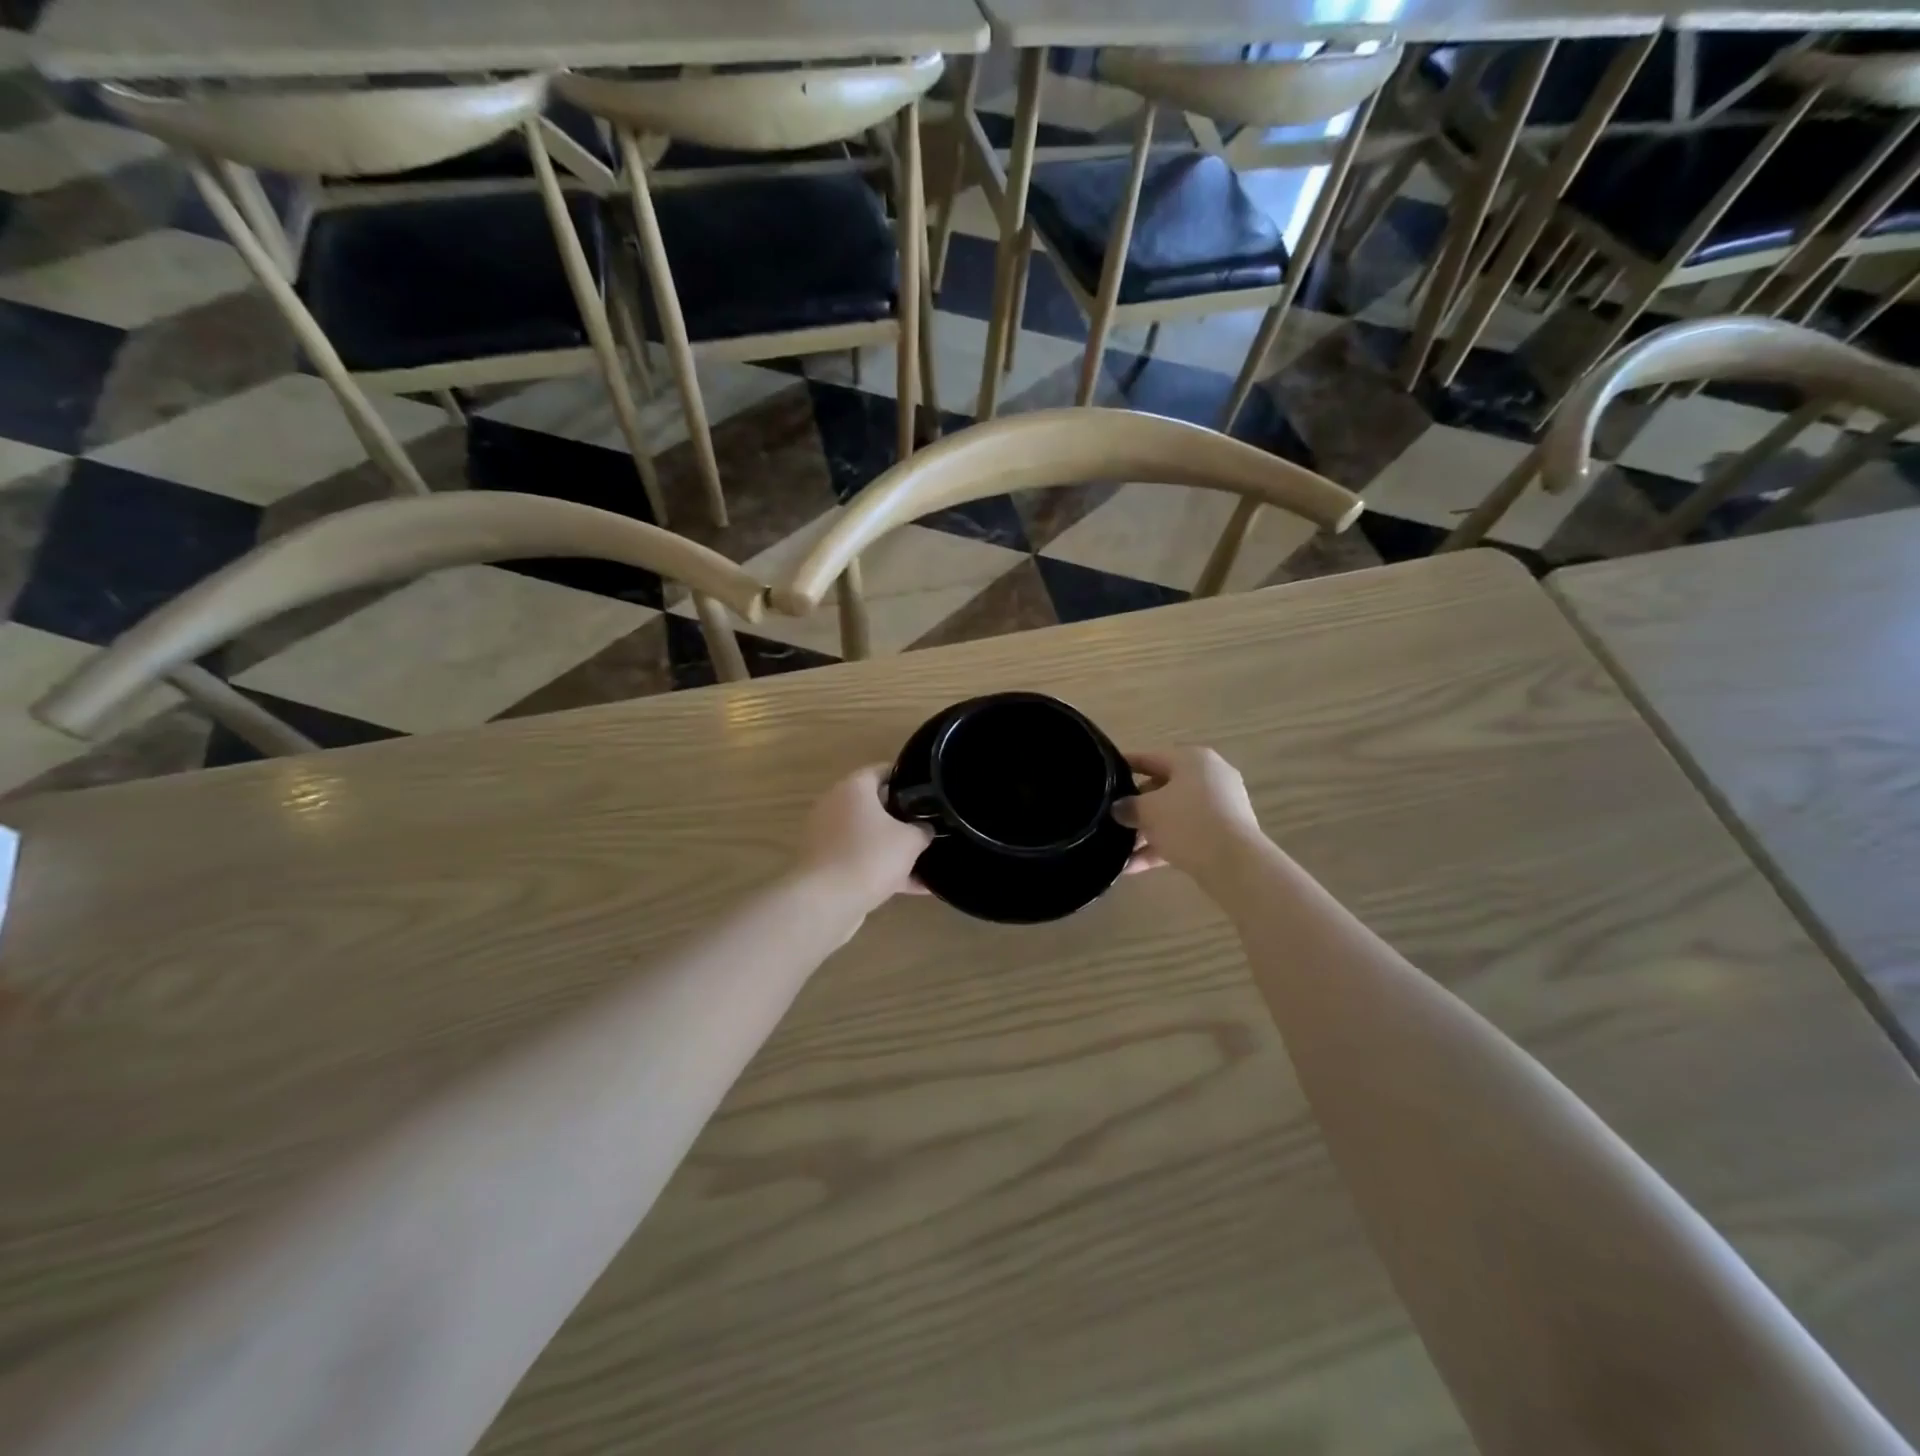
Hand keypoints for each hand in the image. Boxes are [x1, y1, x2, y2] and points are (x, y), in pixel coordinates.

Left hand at [797, 765, 932, 909]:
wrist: (826, 902)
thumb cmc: (869, 857)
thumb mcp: (910, 840)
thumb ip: (922, 829)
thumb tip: (925, 829)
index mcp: (853, 788)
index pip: (883, 771)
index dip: (908, 778)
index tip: (929, 791)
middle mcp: (835, 805)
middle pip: (875, 804)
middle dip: (903, 816)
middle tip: (930, 825)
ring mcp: (828, 836)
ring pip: (868, 835)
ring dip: (894, 848)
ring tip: (926, 860)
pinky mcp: (827, 864)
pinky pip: (861, 860)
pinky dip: (883, 870)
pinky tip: (915, 887)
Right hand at [1113, 747, 1264, 882]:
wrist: (1235, 863)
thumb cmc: (1187, 822)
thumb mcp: (1147, 811)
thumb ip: (1128, 806)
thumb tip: (1118, 808)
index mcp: (1192, 759)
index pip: (1150, 757)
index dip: (1124, 766)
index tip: (1103, 776)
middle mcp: (1210, 776)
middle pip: (1163, 787)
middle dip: (1136, 807)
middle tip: (1112, 818)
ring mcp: (1221, 806)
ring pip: (1174, 815)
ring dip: (1147, 832)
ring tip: (1119, 850)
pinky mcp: (1225, 833)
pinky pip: (1187, 834)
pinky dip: (1163, 847)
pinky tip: (1134, 867)